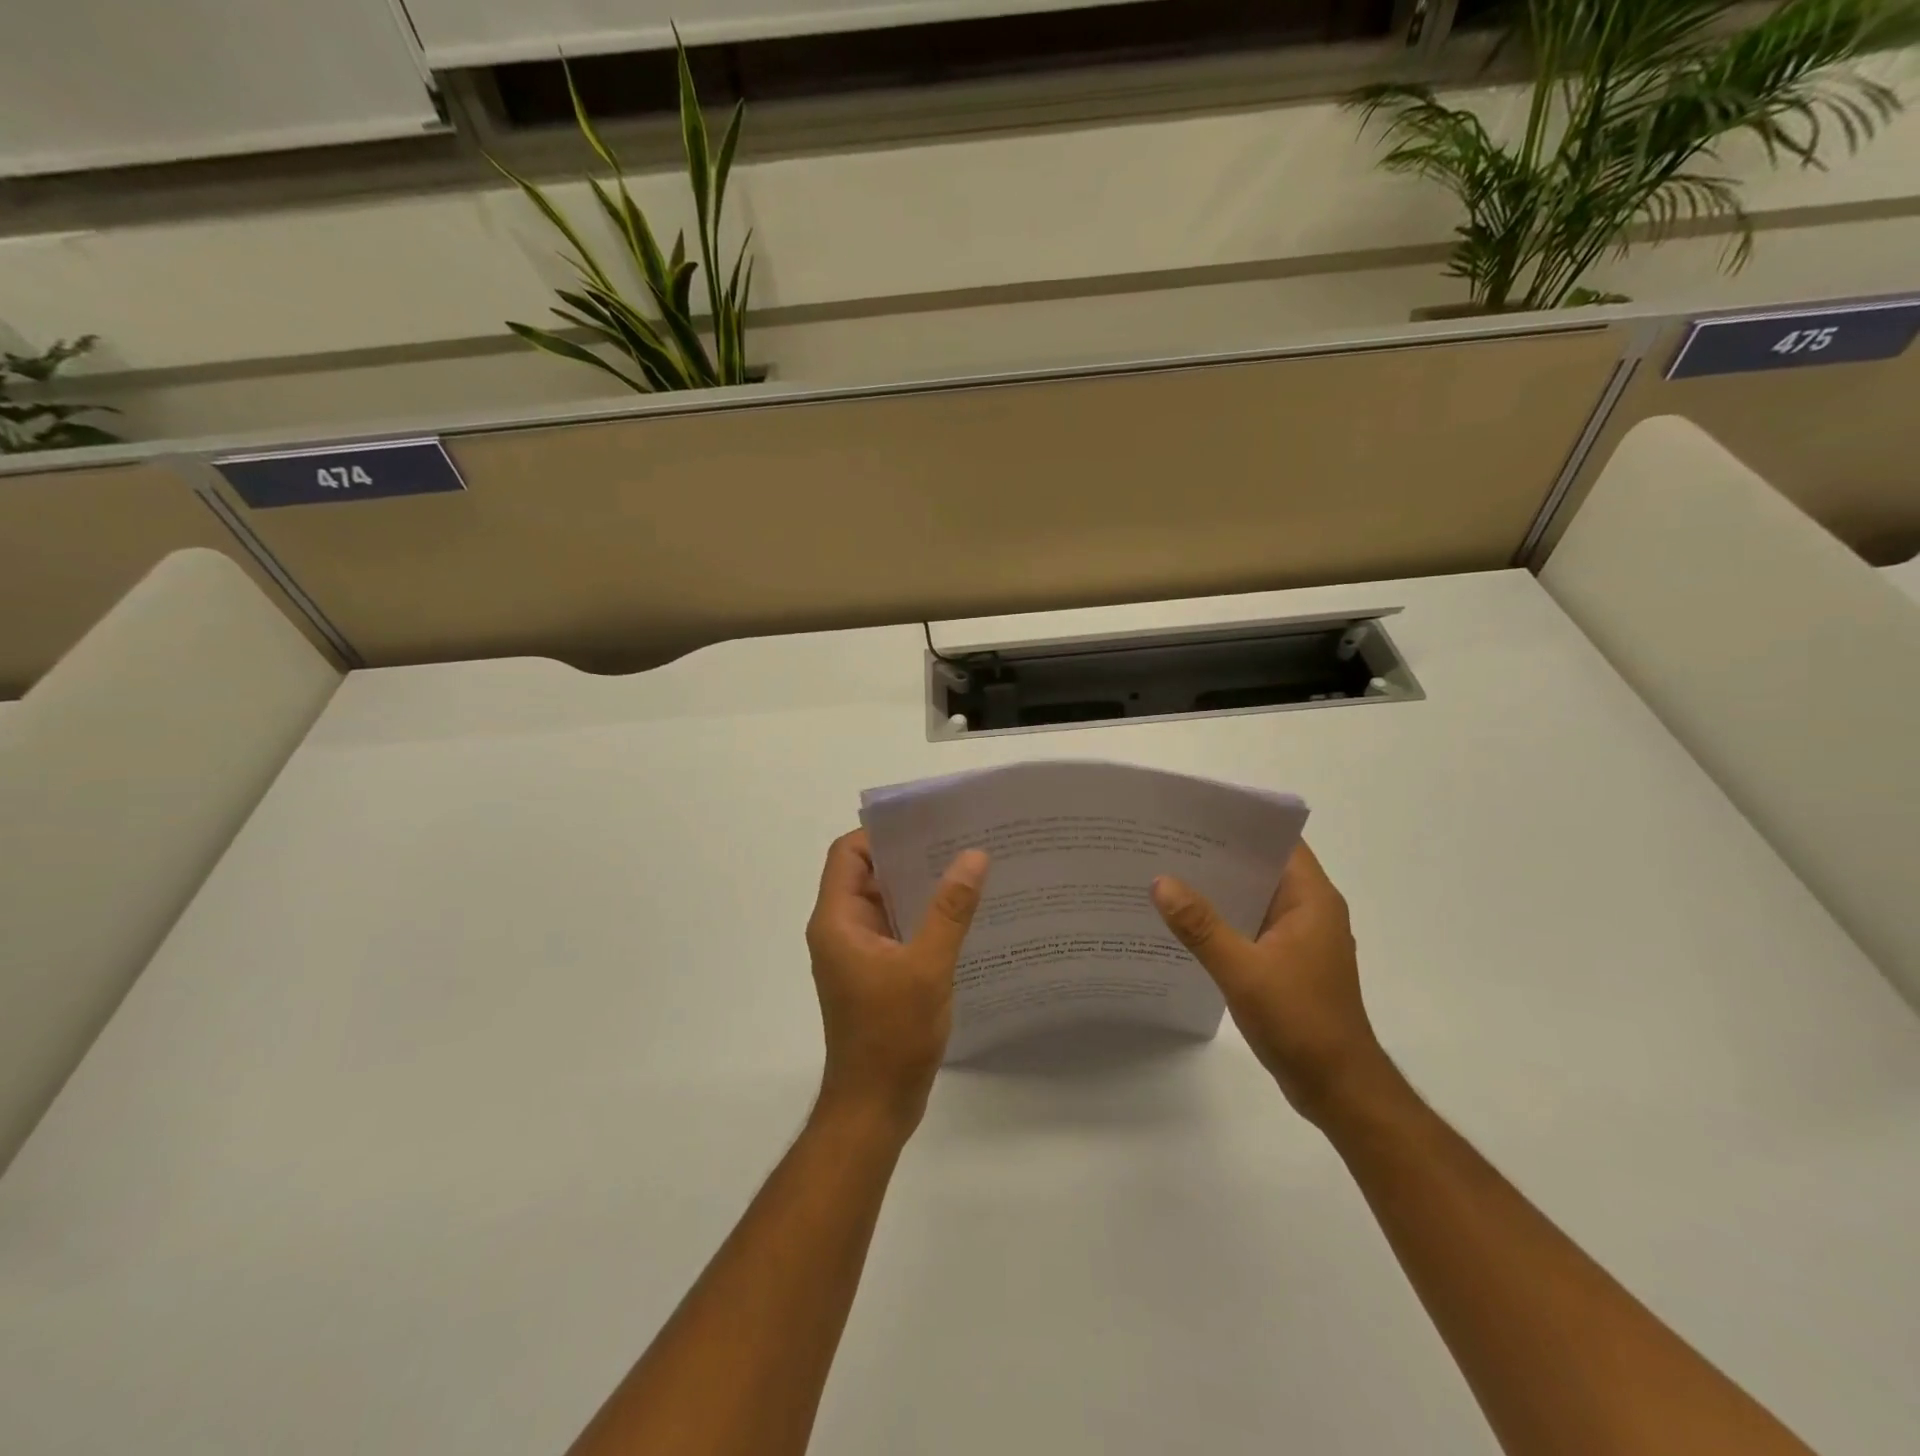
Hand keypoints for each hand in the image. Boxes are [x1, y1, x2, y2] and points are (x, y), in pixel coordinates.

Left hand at [805, 830, 988, 1132]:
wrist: (874, 1107)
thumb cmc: (892, 1036)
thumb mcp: (927, 967)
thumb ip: (950, 910)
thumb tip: (973, 856)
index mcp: (837, 921)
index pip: (848, 854)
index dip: (882, 834)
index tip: (927, 824)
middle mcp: (842, 930)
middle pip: (869, 874)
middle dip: (910, 856)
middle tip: (959, 840)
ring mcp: (859, 953)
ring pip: (887, 903)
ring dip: (920, 887)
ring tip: (968, 869)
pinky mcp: (876, 973)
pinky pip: (898, 929)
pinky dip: (923, 917)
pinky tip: (963, 914)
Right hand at [1151, 841, 1386, 1123]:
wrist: (1338, 1088)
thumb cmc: (1300, 1021)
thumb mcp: (1243, 970)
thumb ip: (1201, 926)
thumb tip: (1161, 882)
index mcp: (1312, 900)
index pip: (1279, 842)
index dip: (1241, 824)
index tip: (1196, 814)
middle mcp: (1309, 911)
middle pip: (1262, 867)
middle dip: (1218, 856)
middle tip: (1167, 843)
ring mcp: (1299, 939)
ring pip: (1254, 899)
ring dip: (1219, 890)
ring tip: (1167, 875)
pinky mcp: (1288, 963)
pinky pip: (1251, 926)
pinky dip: (1224, 920)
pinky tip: (1185, 923)